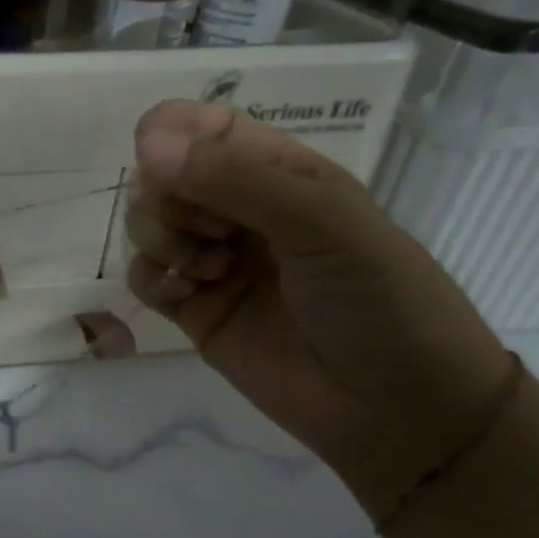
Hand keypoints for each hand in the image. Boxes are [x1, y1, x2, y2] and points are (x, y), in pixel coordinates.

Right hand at [126, 101, 513, 511]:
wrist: (395, 409)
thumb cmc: (379, 299)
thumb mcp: (321, 222)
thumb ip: (233, 178)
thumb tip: (145, 141)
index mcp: (280, 173)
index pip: (205, 128)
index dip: (172, 133)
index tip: (160, 158)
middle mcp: (239, 210)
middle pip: (163, 175)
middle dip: (169, 197)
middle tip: (211, 230)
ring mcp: (212, 261)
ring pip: (146, 224)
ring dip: (162, 239)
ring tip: (207, 270)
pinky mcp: (192, 309)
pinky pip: (143, 277)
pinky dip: (152, 280)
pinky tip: (184, 297)